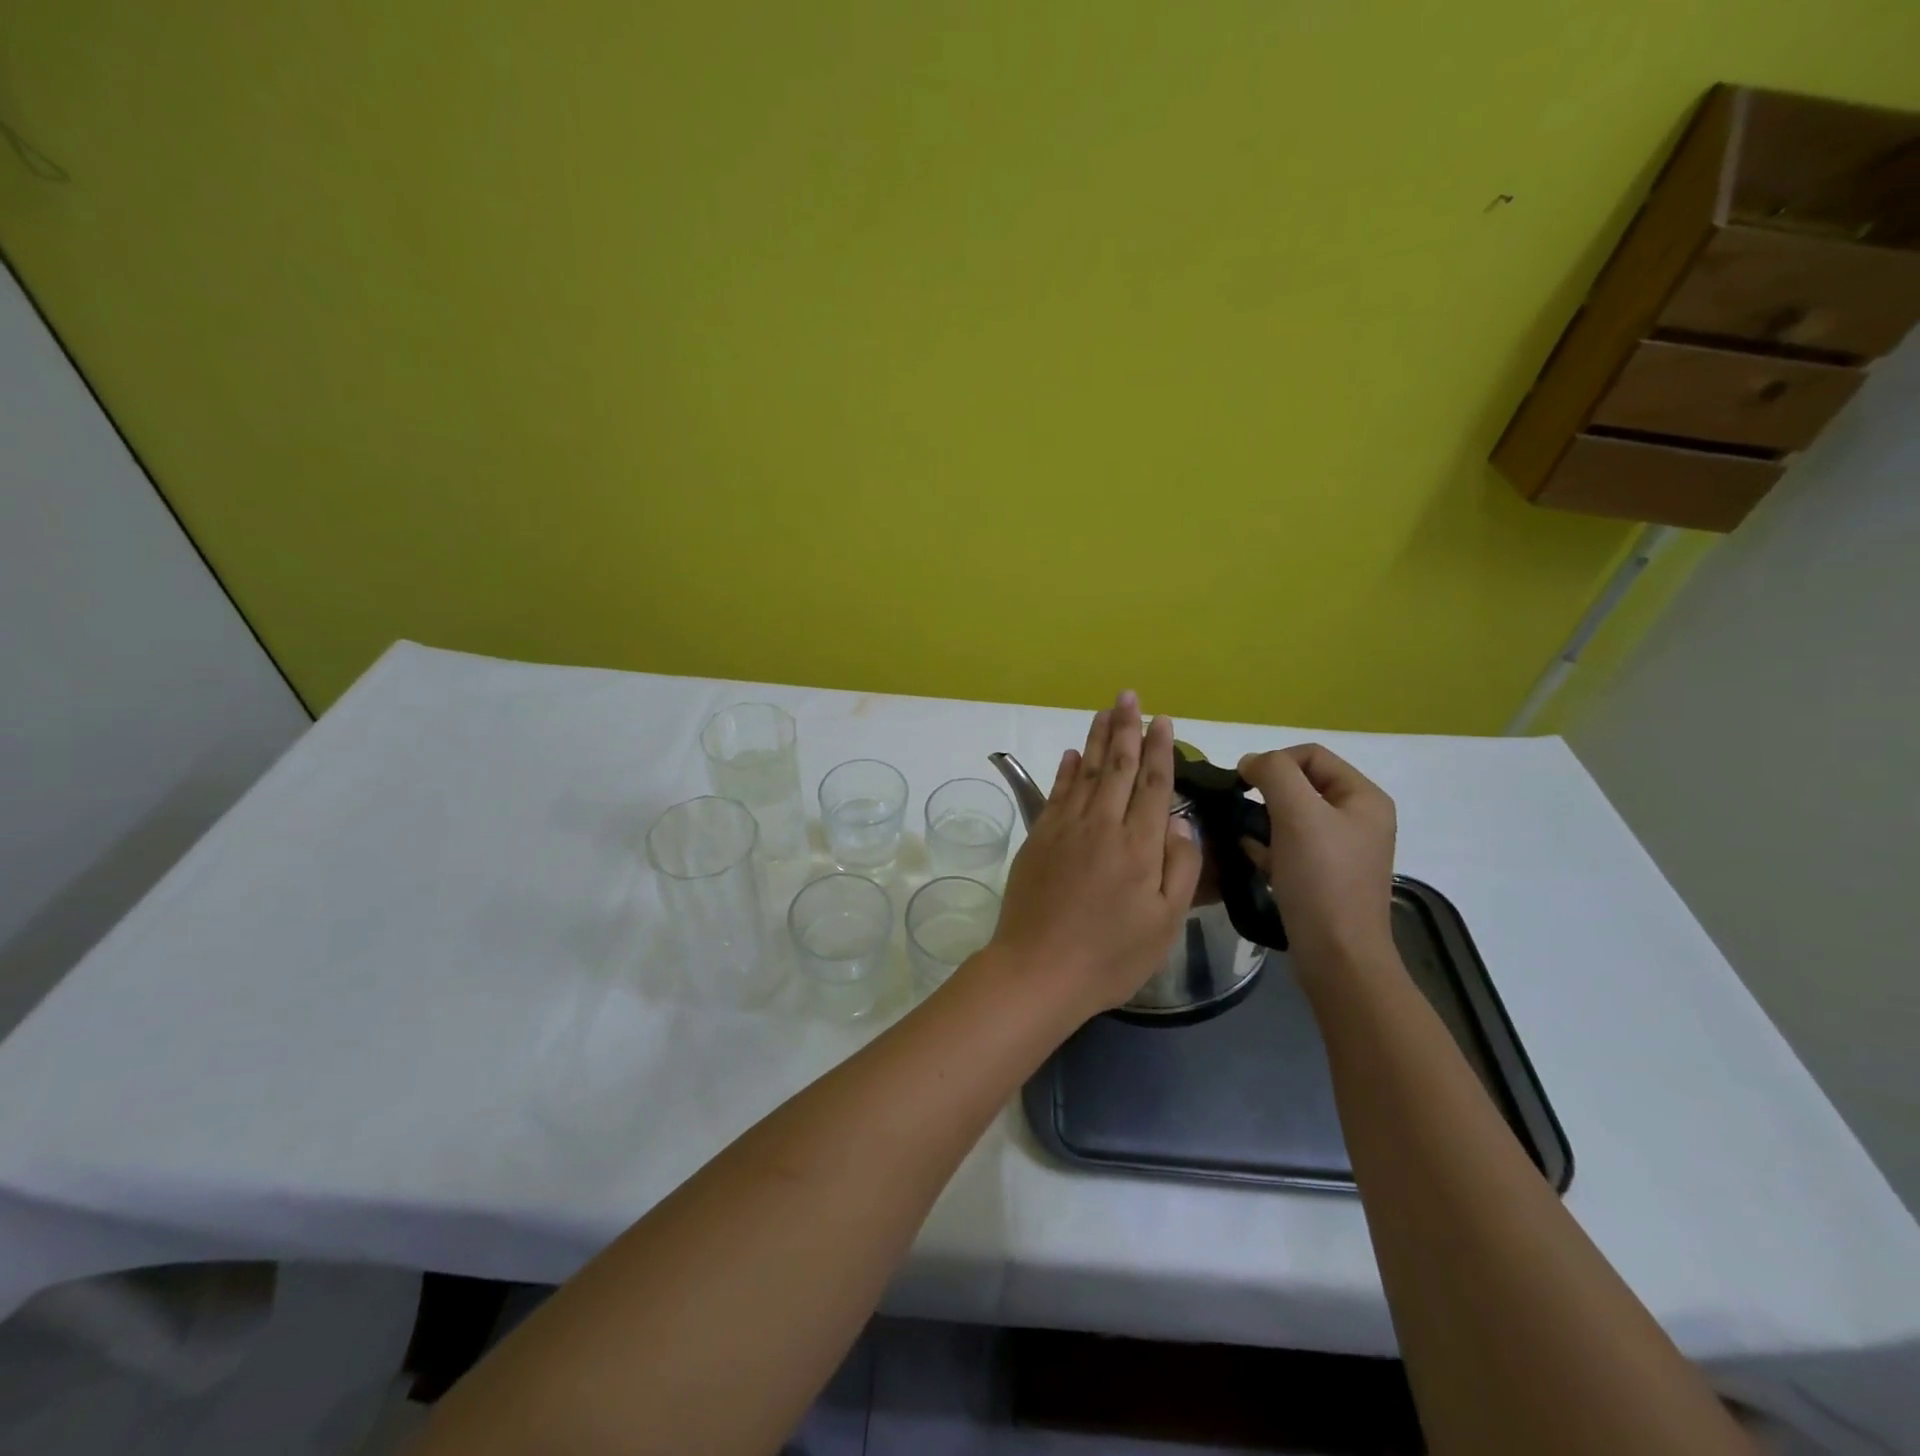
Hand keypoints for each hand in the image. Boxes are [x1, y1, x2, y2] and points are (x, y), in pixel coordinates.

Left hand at [985, 691, 1203, 1020]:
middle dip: (1126, 728)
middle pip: (1118, 767)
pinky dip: (1066, 770)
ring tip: (1106, 711)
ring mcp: (1065, 828)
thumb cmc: (1110, 956)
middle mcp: (1103, 825)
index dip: (1159, 750)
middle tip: (1129, 697)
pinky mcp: (1038, 838)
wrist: (1038, 970)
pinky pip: (1056, 793)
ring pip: (1086, 771)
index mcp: (1139, 845)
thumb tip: (1180, 821)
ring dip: (1097, 738)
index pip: (1154, 784)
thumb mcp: (1164, 923)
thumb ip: (1179, 868)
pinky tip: (1073, 754)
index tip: (1162, 721)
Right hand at [1237, 744, 1396, 975]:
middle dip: (1266, 794)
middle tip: (1242, 814)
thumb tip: (1251, 762)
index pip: (1311, 755)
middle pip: (1301, 784)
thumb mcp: (1297, 813)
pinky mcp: (1325, 875)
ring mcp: (1342, 849)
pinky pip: (1290, 845)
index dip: (1274, 762)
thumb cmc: (1321, 879)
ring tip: (1245, 839)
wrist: (1337, 955)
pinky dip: (1268, 847)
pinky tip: (1253, 860)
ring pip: (1291, 816)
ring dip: (1262, 821)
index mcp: (1364, 797)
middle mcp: (1358, 818)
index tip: (1243, 785)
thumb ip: (1273, 773)